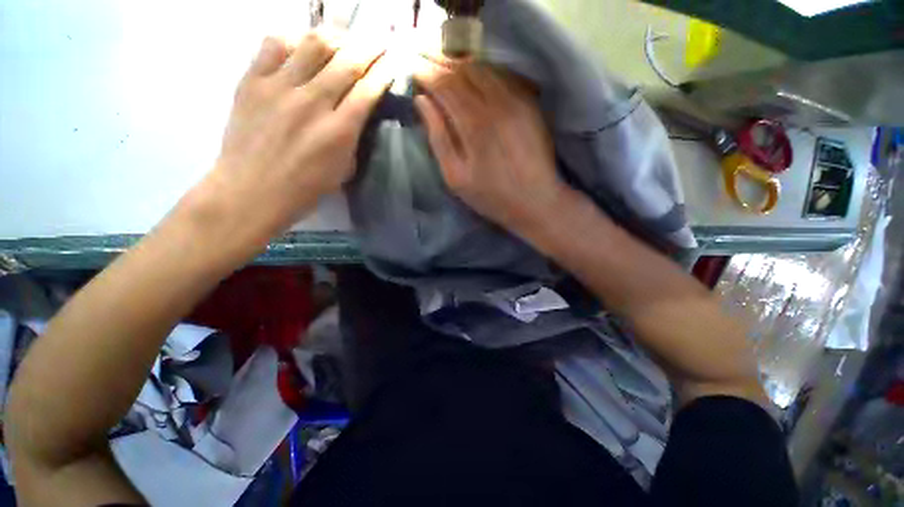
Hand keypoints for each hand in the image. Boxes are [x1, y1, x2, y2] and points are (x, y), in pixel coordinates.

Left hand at [185, 31, 391, 256]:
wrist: (250, 191)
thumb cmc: (303, 189)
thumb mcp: (342, 170)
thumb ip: (352, 139)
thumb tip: (356, 114)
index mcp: (339, 131)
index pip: (368, 90)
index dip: (384, 71)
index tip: (394, 60)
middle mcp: (312, 102)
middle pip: (347, 61)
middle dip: (369, 46)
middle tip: (380, 39)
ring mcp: (279, 87)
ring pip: (313, 44)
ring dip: (336, 35)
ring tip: (345, 35)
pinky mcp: (252, 81)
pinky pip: (274, 45)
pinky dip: (293, 38)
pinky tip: (302, 44)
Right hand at [414, 63, 567, 235]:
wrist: (536, 201)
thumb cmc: (491, 196)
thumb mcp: (455, 176)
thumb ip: (438, 138)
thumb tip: (422, 102)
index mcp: (474, 123)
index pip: (445, 84)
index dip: (427, 74)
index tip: (414, 70)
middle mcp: (496, 103)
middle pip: (464, 70)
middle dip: (442, 64)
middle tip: (428, 65)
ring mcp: (517, 100)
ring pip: (485, 69)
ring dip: (463, 67)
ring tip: (449, 72)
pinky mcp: (530, 104)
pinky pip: (504, 77)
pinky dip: (485, 73)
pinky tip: (476, 81)